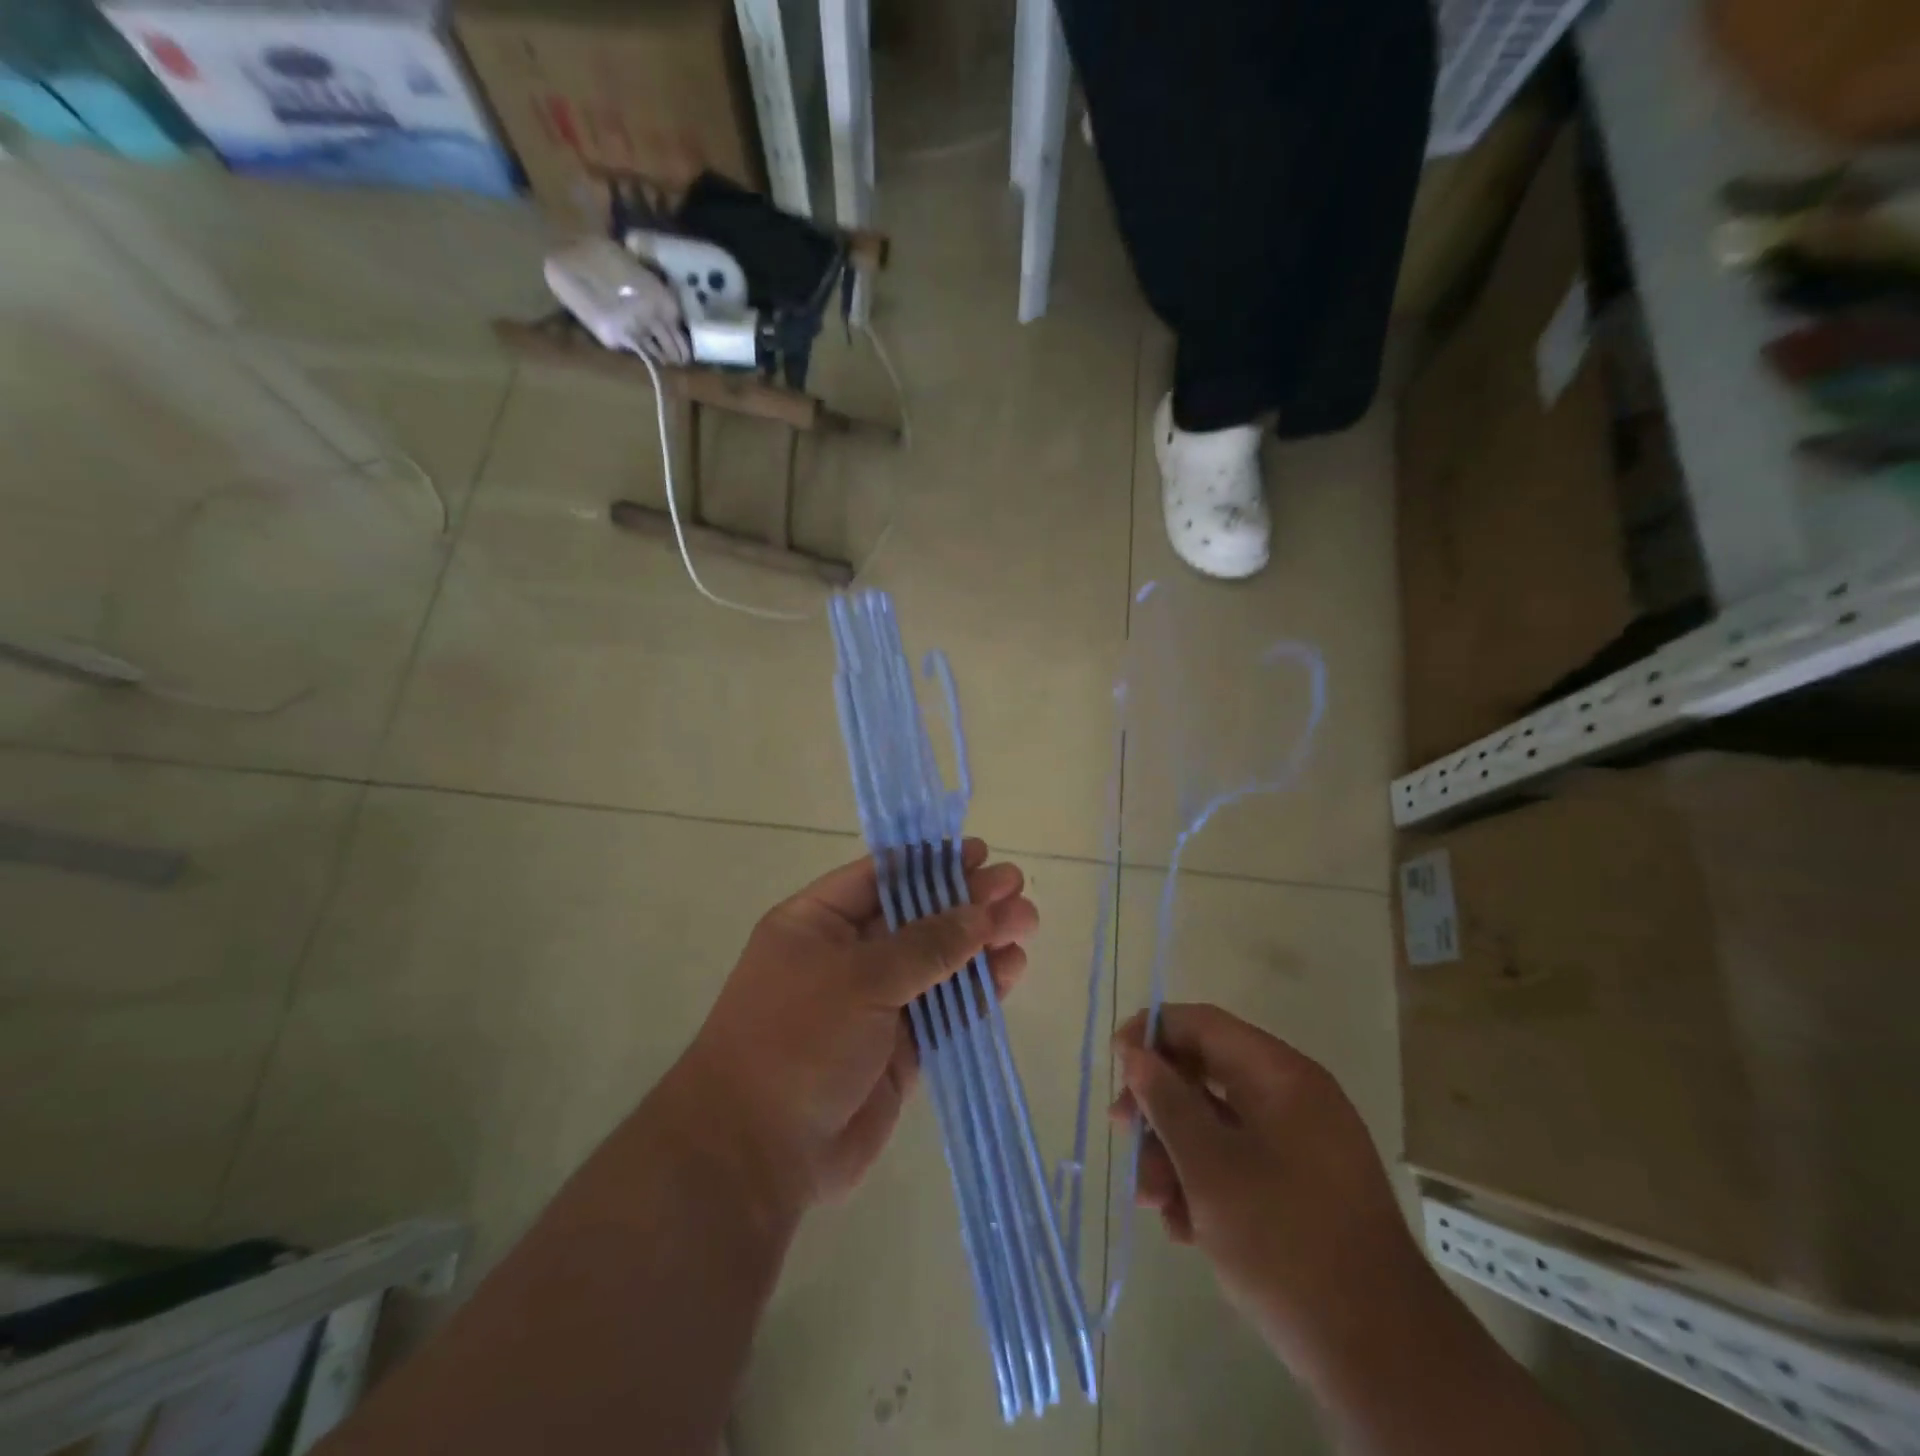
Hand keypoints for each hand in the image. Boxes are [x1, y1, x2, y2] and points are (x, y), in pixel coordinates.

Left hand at [685, 840, 1037, 1207]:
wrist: (756, 1154)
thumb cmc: (797, 1040)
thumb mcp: (858, 979)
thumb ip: (926, 945)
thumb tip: (981, 914)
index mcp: (818, 923)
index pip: (881, 877)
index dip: (930, 863)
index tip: (978, 854)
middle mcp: (847, 957)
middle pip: (916, 917)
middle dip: (965, 900)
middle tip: (1016, 887)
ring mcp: (874, 1004)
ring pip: (937, 962)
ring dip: (980, 942)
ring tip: (1026, 923)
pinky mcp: (900, 1048)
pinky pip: (945, 1009)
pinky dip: (977, 990)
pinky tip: (1011, 969)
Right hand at [1111, 1003, 1424, 1377]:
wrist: (1381, 1355)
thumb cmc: (1284, 1241)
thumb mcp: (1209, 1167)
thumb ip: (1166, 1101)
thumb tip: (1136, 1053)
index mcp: (1280, 1075)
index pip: (1204, 1024)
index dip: (1153, 1032)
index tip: (1116, 1062)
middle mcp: (1293, 1097)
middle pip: (1206, 1072)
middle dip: (1158, 1105)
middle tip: (1123, 1135)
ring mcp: (1301, 1143)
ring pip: (1218, 1122)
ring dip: (1175, 1153)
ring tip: (1152, 1202)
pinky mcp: (1303, 1186)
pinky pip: (1241, 1160)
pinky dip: (1206, 1181)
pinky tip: (1184, 1227)